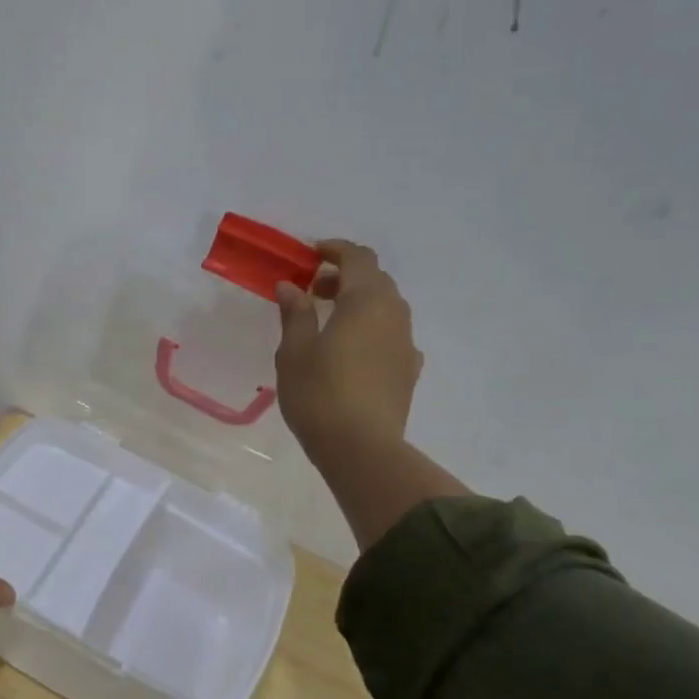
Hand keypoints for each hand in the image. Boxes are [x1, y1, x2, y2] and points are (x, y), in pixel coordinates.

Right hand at [274, 239, 423, 457]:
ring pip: (386, 306)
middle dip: (345, 276)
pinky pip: (392, 335)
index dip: (334, 250)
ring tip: (330, 322)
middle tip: (314, 290)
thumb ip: (295, 314)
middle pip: (375, 279)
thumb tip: (291, 287)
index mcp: (365, 301)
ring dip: (360, 302)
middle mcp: (393, 314)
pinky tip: (353, 351)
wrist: (361, 448)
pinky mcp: (408, 370)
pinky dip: (372, 329)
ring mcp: (406, 343)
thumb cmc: (320, 394)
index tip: (309, 255)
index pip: (357, 257)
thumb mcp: (295, 352)